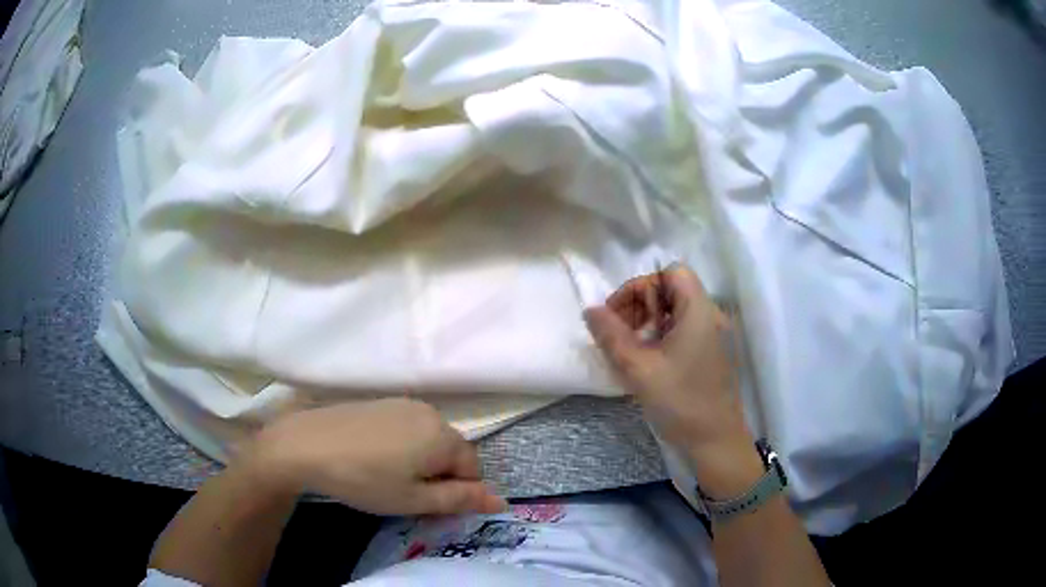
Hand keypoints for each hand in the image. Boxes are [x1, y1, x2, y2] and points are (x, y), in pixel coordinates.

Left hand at [242, 398, 506, 515]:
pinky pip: (407, 427)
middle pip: (452, 452)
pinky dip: (401, 445)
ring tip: (387, 475)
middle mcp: (430, 413)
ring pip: (429, 440)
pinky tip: (372, 456)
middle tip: (405, 493)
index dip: (454, 491)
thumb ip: (461, 500)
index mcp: (444, 437)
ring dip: (420, 460)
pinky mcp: (381, 401)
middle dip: (438, 475)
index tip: (425, 503)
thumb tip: (502, 501)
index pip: (473, 469)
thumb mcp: (414, 500)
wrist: (306, 445)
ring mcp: (404, 403)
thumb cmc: (364, 479)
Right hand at [584, 264, 756, 483]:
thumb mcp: (639, 368)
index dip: (641, 286)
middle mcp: (711, 316)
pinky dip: (662, 336)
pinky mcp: (712, 354)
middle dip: (641, 304)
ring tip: (630, 349)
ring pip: (677, 311)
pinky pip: (684, 330)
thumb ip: (611, 335)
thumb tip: (590, 310)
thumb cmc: (680, 401)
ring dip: (649, 321)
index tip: (619, 315)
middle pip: (673, 289)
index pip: (671, 272)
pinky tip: (647, 361)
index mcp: (699, 311)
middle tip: (620, 333)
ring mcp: (714, 336)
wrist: (715, 441)